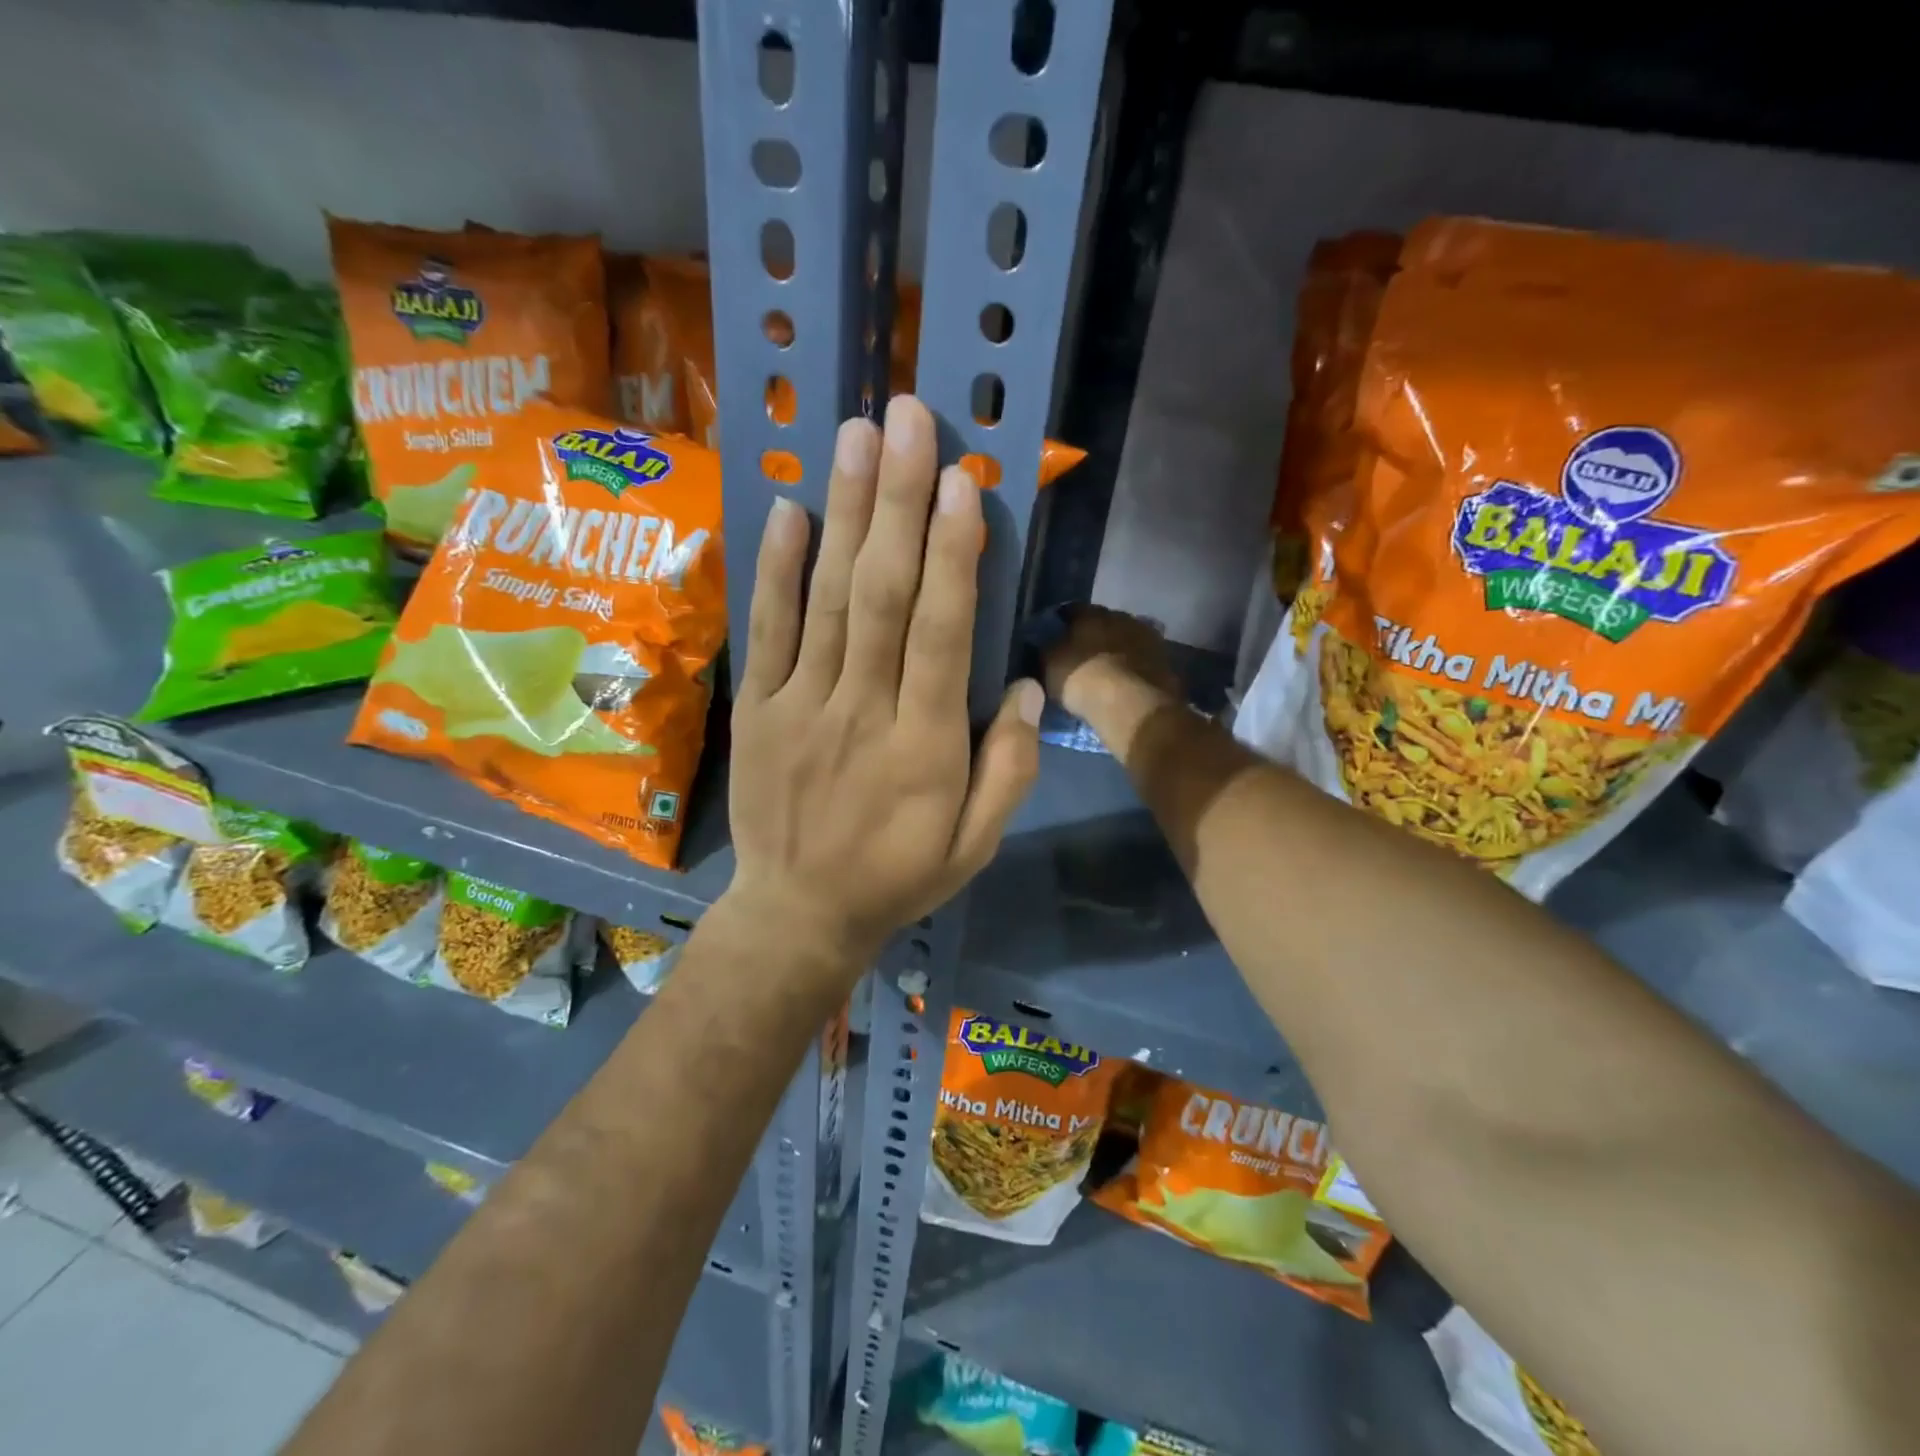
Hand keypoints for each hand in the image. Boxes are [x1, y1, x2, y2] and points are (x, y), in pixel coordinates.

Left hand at [726, 396, 1042, 971]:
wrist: (798, 914)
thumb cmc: (898, 878)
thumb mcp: (976, 846)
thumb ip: (1009, 770)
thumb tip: (1026, 685)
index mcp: (925, 749)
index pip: (942, 635)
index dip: (953, 556)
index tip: (961, 482)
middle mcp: (862, 714)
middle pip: (881, 596)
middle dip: (898, 502)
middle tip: (909, 419)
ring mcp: (801, 707)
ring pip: (825, 599)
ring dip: (843, 513)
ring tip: (856, 435)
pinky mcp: (758, 710)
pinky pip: (767, 631)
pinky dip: (775, 568)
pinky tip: (789, 508)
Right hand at [1042, 605, 1179, 725]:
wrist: (1131, 704)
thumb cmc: (1082, 679)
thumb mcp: (1050, 665)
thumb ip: (1047, 649)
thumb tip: (1046, 642)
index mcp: (1091, 613)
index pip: (1072, 610)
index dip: (1063, 622)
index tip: (1057, 635)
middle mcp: (1121, 616)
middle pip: (1104, 621)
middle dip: (1095, 634)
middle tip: (1084, 653)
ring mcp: (1147, 637)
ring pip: (1127, 638)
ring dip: (1118, 649)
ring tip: (1109, 668)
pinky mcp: (1165, 660)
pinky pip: (1143, 658)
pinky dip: (1135, 665)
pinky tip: (1129, 680)